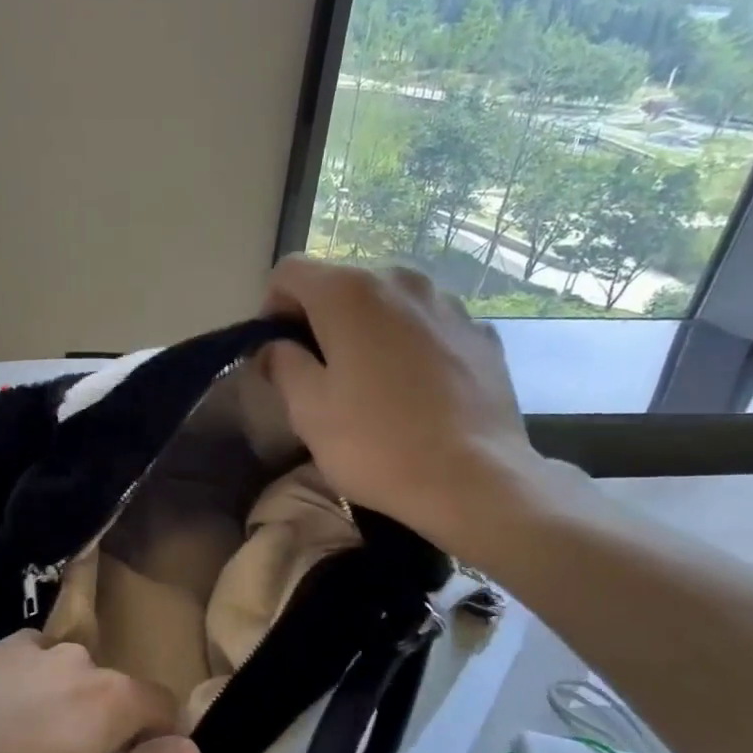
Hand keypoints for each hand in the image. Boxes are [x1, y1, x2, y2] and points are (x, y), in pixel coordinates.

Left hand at [0, 632, 197, 752]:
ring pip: (66, 679)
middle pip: (112, 691)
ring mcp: (24, 651)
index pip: (163, 706)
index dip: (164, 740)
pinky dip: (24, 694)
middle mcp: (74, 658)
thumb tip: (193, 748)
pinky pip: (24, 672)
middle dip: (109, 728)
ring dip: (63, 708)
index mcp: (110, 695)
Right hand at [263, 256, 547, 559]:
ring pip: (387, 302)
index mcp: (349, 293)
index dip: (271, 308)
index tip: (276, 353)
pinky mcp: (481, 332)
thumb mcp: (307, 410)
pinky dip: (408, 343)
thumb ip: (282, 364)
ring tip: (369, 381)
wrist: (474, 480)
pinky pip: (426, 324)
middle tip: (318, 372)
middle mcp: (401, 280)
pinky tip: (413, 389)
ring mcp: (448, 303)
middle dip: (320, 319)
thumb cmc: (376, 444)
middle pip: (341, 283)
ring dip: (366, 329)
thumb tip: (275, 347)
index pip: (290, 272)